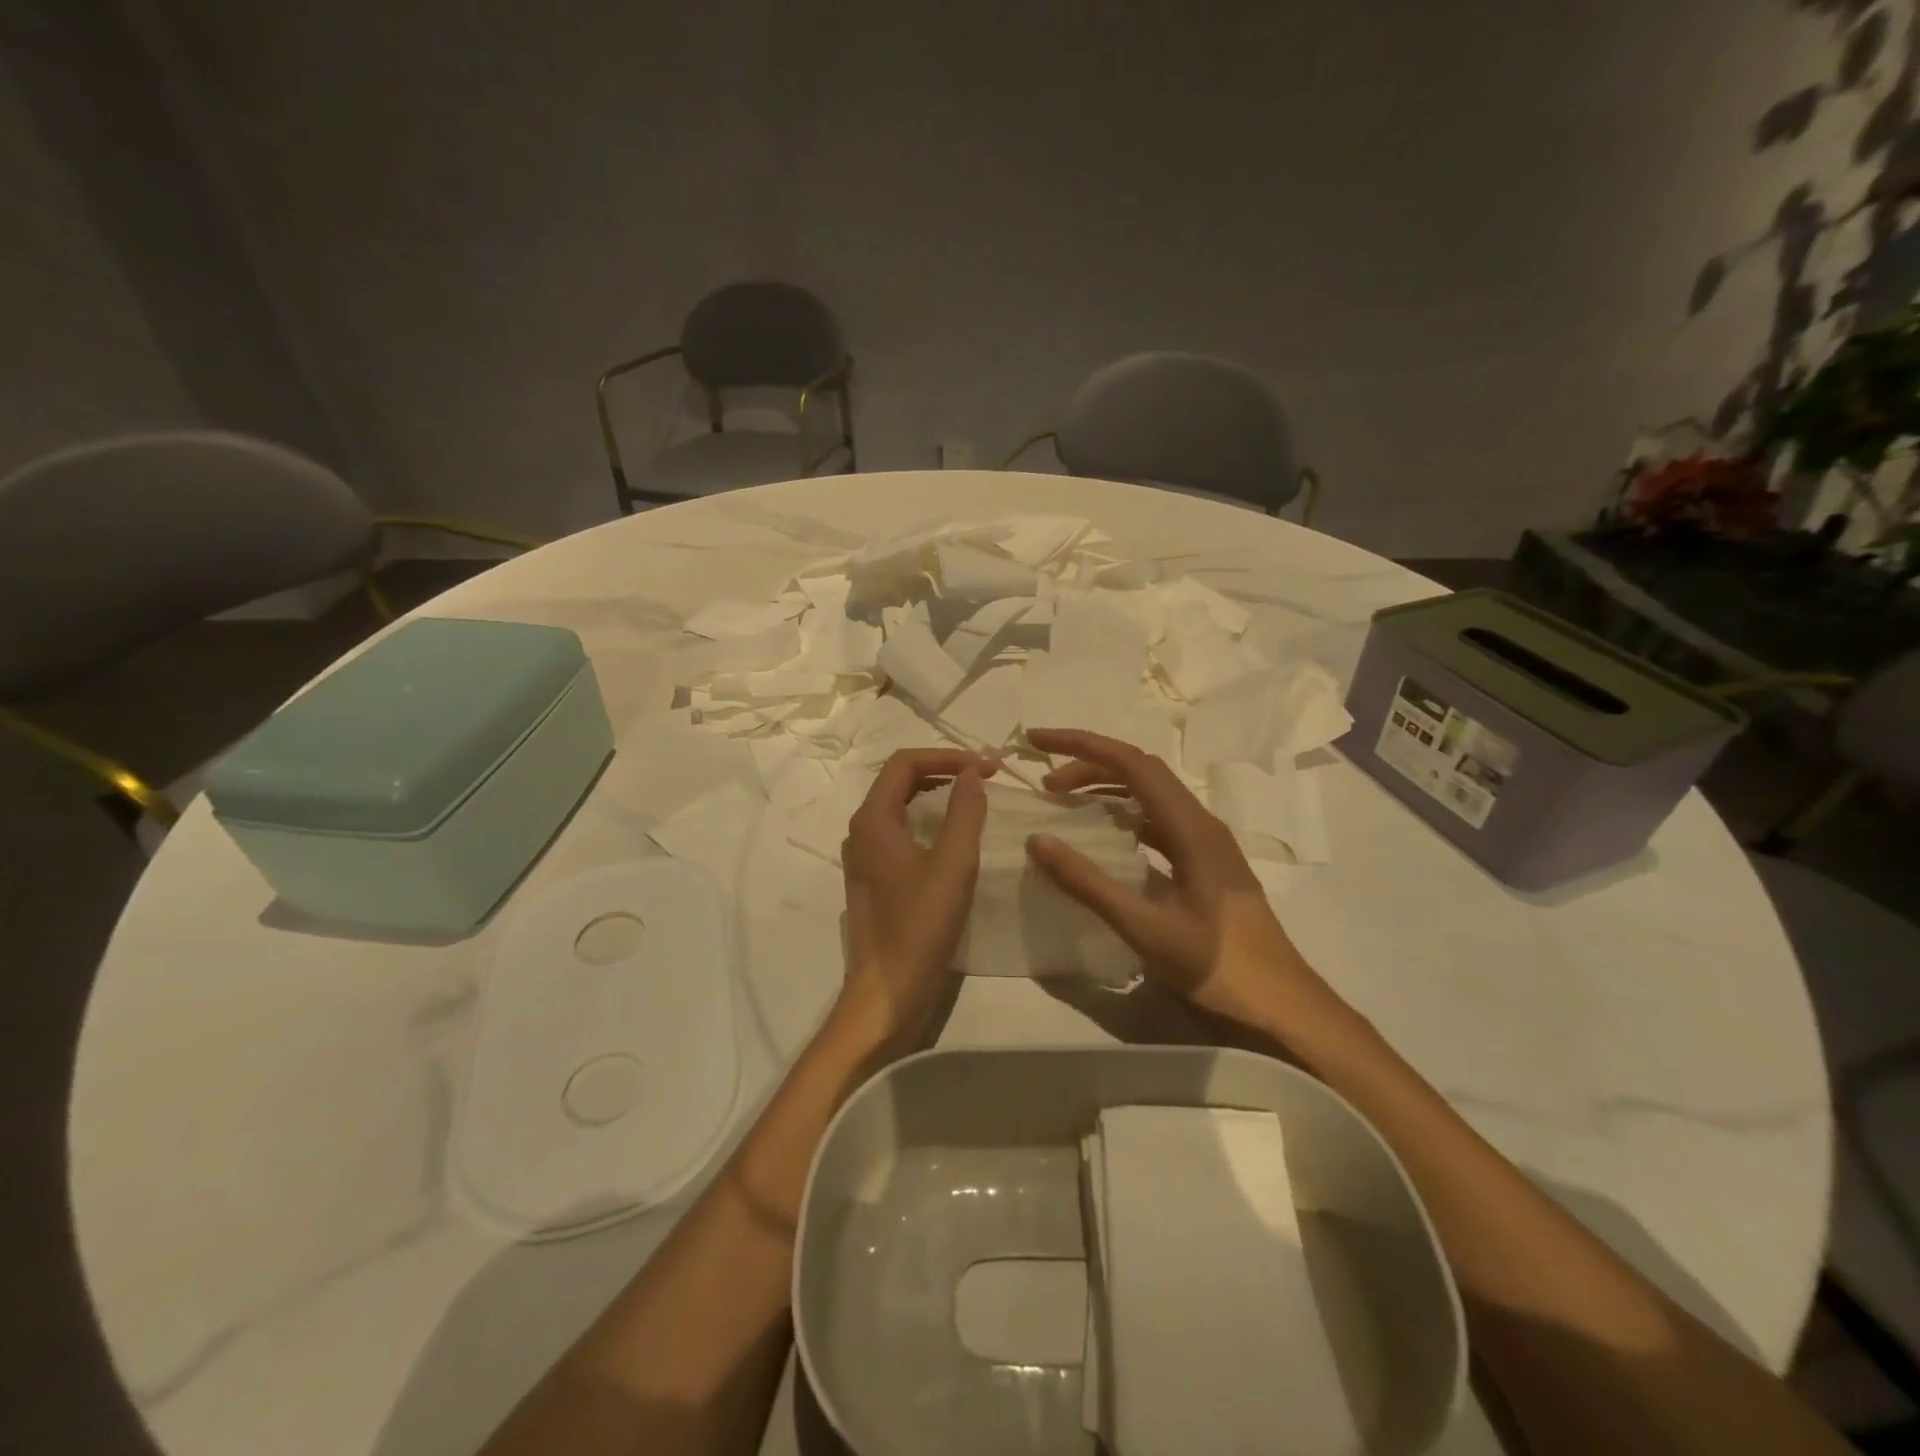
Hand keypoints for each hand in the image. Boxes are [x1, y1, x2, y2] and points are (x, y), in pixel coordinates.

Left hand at [839, 748, 991, 1047]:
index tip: (986, 766)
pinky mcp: (874, 878)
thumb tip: (973, 772)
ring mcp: (864, 856)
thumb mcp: (953, 863)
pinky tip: (954, 836)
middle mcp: (861, 831)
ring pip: (900, 806)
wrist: (888, 992)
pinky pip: (900, 832)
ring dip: (936, 795)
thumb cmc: (920, 925)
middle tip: (985, 777)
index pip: (905, 763)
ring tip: (974, 798)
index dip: (947, 756)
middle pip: (900, 781)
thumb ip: (965, 811)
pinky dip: (928, 821)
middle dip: (943, 771)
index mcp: (872, 819)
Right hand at [1023, 728, 1323, 1025]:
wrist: (1281, 1006)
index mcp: (1191, 827)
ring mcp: (1207, 844)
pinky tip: (1104, 839)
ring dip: (1107, 789)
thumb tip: (1038, 839)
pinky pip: (1158, 823)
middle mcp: (1200, 823)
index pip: (1131, 763)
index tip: (1038, 740)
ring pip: (1151, 796)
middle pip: (1141, 772)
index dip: (1082, 745)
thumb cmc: (1217, 966)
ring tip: (1065, 803)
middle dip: (1089, 765)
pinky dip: (1124, 817)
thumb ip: (1089, 883)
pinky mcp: (1205, 865)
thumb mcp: (1145, 927)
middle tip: (1044, 783)